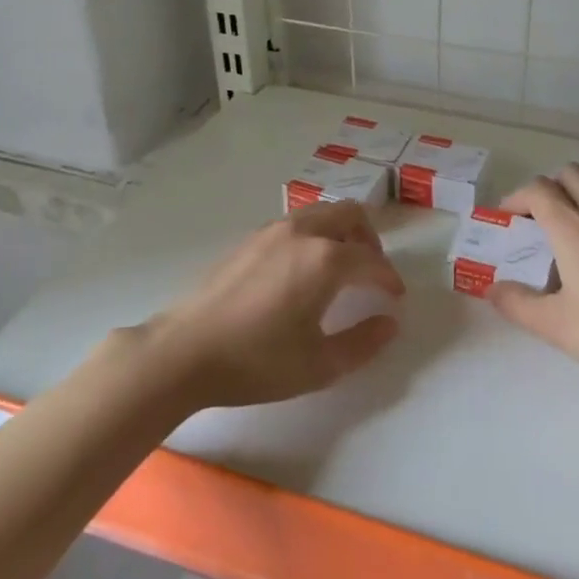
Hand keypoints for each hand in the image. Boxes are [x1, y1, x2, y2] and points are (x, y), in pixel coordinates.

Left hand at [144, 200, 404, 408]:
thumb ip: (364, 343)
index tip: (394, 298)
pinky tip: (301, 271)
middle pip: (350, 214)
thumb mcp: (320, 365)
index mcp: (325, 259)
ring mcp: (272, 231)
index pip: (372, 260)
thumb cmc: (257, 362)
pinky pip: (295, 223)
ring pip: (321, 213)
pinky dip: (313, 235)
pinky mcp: (249, 239)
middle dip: (369, 239)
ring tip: (340, 268)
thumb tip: (389, 323)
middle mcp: (302, 233)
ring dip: (340, 232)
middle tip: (371, 272)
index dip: (389, 279)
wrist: (184, 353)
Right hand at [490, 165, 578, 401]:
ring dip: (576, 191)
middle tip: (534, 222)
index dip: (515, 199)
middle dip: (545, 188)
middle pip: (570, 174)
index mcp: (575, 231)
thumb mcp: (557, 327)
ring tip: (566, 227)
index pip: (539, 190)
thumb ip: (518, 304)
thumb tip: (493, 289)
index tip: (505, 222)